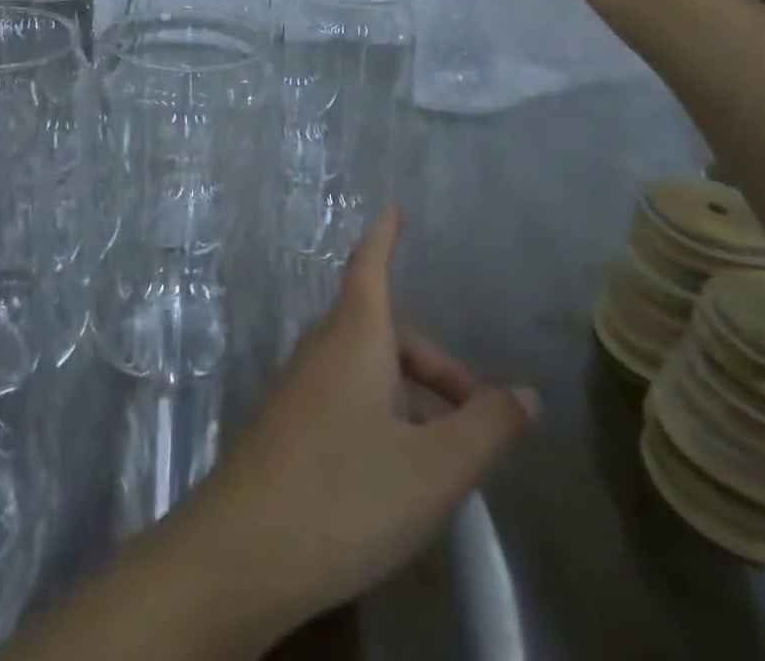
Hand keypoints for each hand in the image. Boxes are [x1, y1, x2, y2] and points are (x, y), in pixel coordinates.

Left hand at [177, 209, 537, 636]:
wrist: (238, 555)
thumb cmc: (343, 495)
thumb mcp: (432, 469)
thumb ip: (485, 429)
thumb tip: (526, 394)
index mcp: (355, 337)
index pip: (371, 266)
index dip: (385, 236)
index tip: (394, 208)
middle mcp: (321, 348)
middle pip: (383, 329)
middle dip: (432, 363)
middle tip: (474, 414)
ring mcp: (296, 386)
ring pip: (363, 367)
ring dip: (407, 394)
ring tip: (440, 456)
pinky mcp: (283, 424)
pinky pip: (341, 395)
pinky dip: (377, 413)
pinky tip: (390, 473)